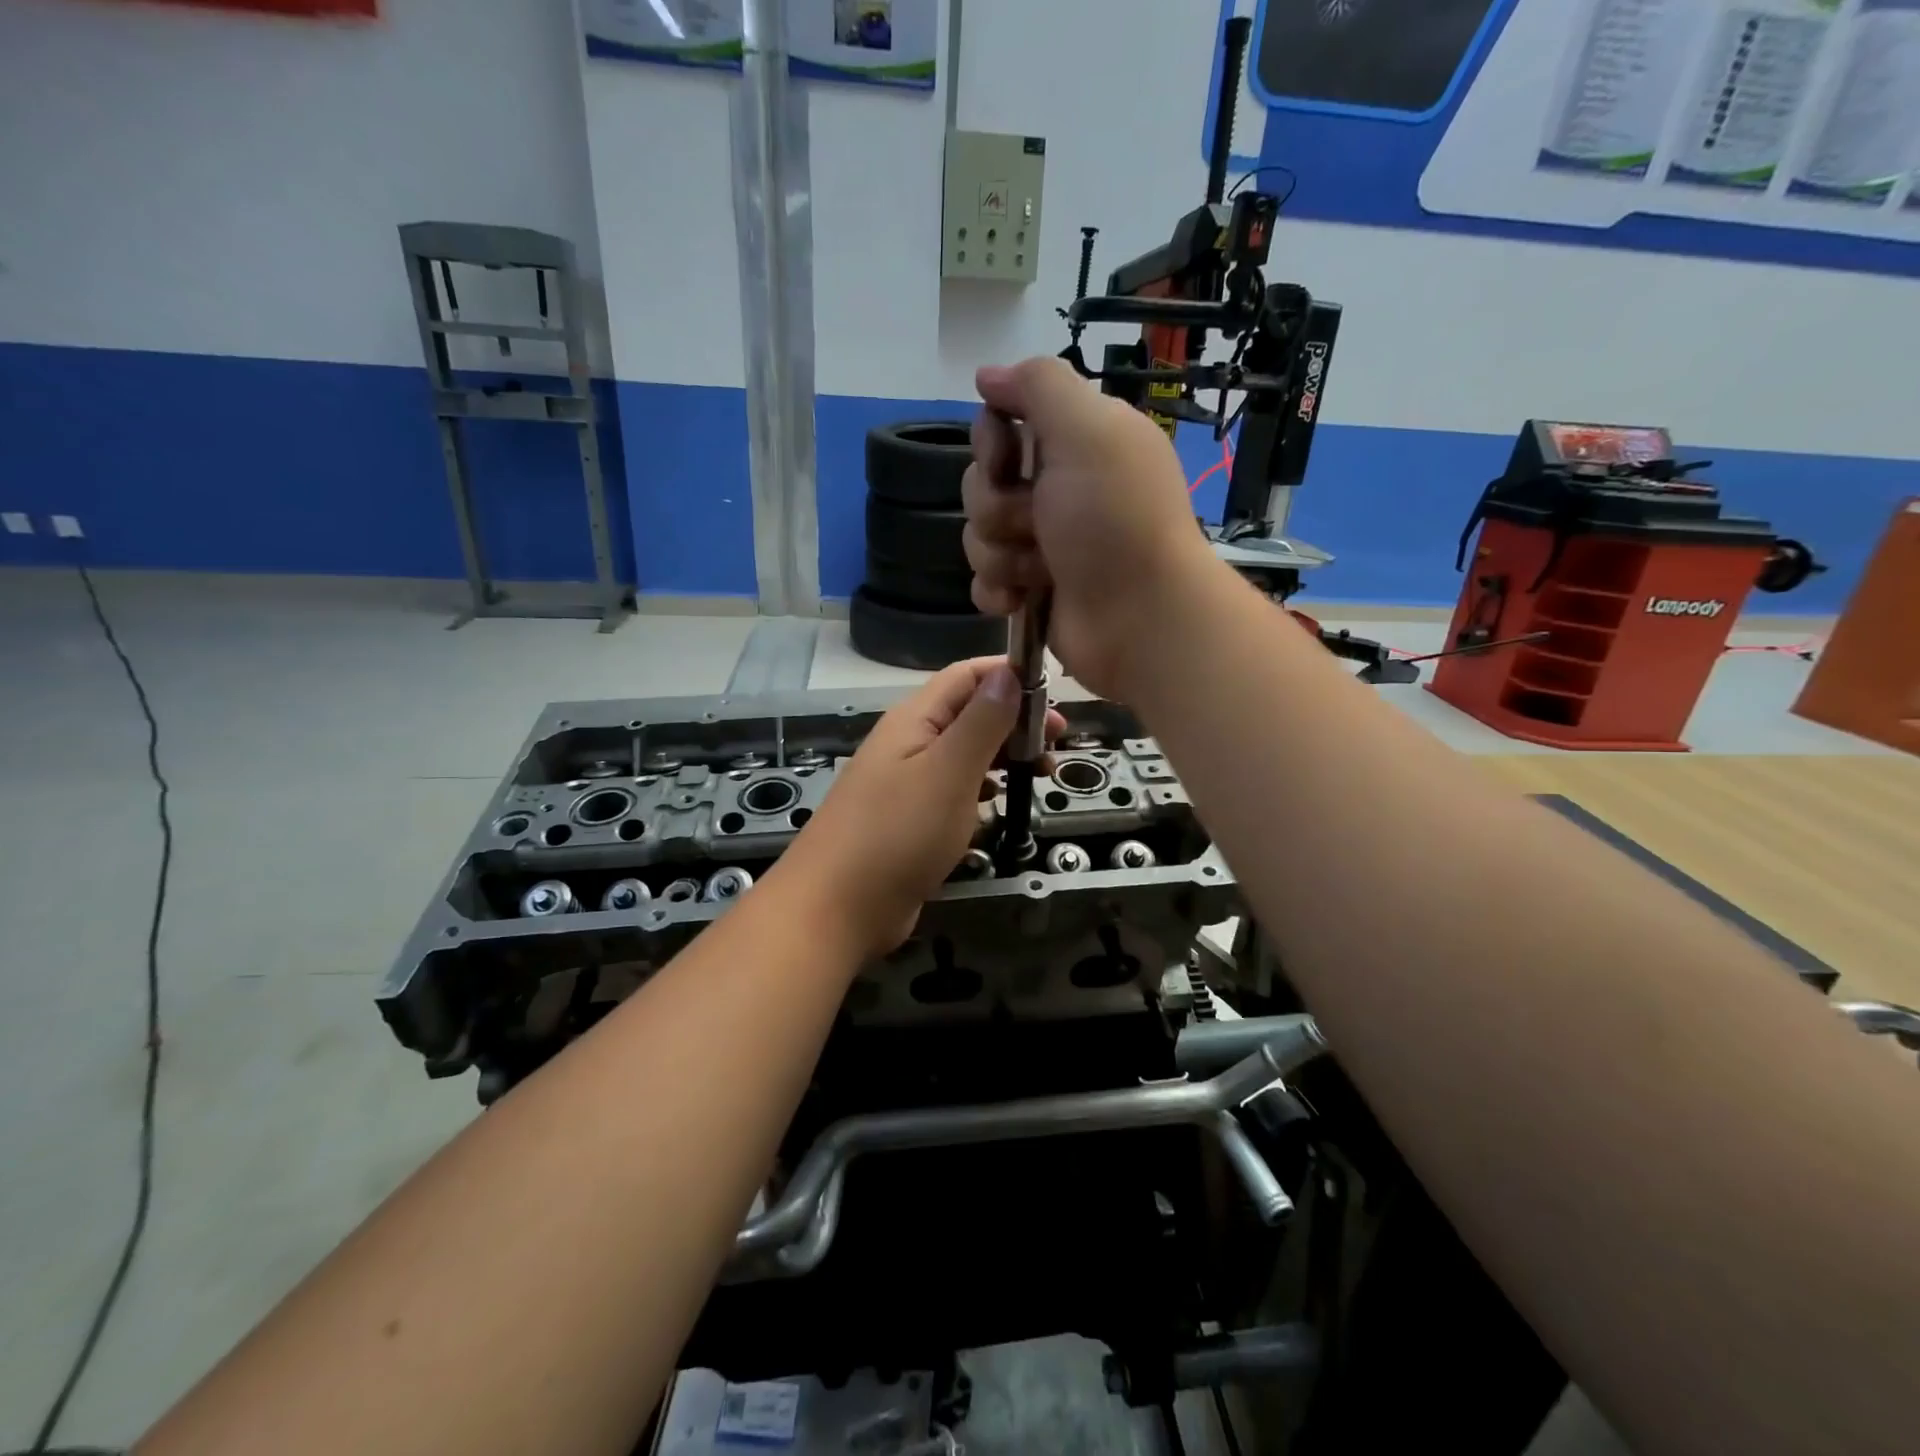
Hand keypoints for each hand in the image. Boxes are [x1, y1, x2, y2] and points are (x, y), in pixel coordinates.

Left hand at [781, 658, 1064, 958]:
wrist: (836, 908)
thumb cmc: (898, 833)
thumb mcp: (949, 770)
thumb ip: (982, 721)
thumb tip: (1008, 673)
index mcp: (914, 719)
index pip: (966, 675)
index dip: (1010, 675)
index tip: (1055, 697)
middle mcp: (909, 743)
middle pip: (968, 713)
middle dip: (1015, 720)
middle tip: (1057, 745)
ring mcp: (906, 783)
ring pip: (963, 753)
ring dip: (1002, 755)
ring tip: (1040, 773)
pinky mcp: (908, 820)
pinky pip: (951, 790)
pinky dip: (980, 788)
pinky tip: (997, 803)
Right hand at [963, 357, 1219, 699]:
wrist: (1140, 619)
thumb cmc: (1115, 520)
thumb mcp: (1088, 430)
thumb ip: (1038, 385)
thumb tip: (987, 374)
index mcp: (1076, 443)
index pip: (1000, 425)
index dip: (991, 443)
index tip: (1007, 460)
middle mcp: (1058, 489)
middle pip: (982, 483)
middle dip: (997, 507)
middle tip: (1037, 524)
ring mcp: (1044, 543)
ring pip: (979, 534)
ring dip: (1001, 554)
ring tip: (1040, 570)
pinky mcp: (1032, 590)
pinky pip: (983, 581)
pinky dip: (997, 591)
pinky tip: (1020, 600)